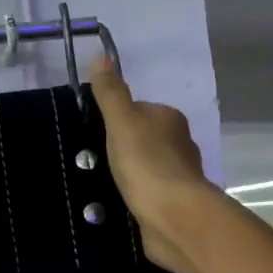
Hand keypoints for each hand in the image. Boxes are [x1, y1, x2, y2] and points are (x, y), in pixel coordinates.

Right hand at [89, 57, 216, 272]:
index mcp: (170, 119)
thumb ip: (111, 92)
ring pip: (147, 168)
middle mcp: (179, 144)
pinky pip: (149, 194)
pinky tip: (120, 204)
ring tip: (102, 183)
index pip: (139, 110)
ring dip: (129, 174)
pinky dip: (136, 197)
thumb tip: (102, 55)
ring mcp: (178, 177)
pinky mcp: (173, 205)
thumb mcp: (122, 122)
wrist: (173, 218)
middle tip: (93, 160)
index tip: (94, 132)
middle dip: (122, 148)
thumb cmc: (146, 164)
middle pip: (143, 139)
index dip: (117, 119)